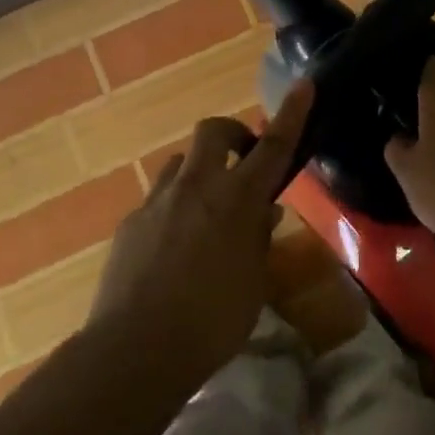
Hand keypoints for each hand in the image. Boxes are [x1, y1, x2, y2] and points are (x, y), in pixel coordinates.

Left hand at [89, 80, 313, 380]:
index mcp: (236, 200)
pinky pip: (158, 198)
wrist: (136, 349)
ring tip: (206, 210)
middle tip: (243, 159)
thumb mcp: (253, 282)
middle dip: (231, 134)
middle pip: (213, 131)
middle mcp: (196, 187)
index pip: (272, 146)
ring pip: (180, 162)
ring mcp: (158, 201)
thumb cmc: (212, 321)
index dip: (291, 114)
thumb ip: (258, 240)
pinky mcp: (130, 222)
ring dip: (199, 172)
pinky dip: (173, 208)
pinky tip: (173, 247)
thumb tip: (264, 213)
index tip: (304, 85)